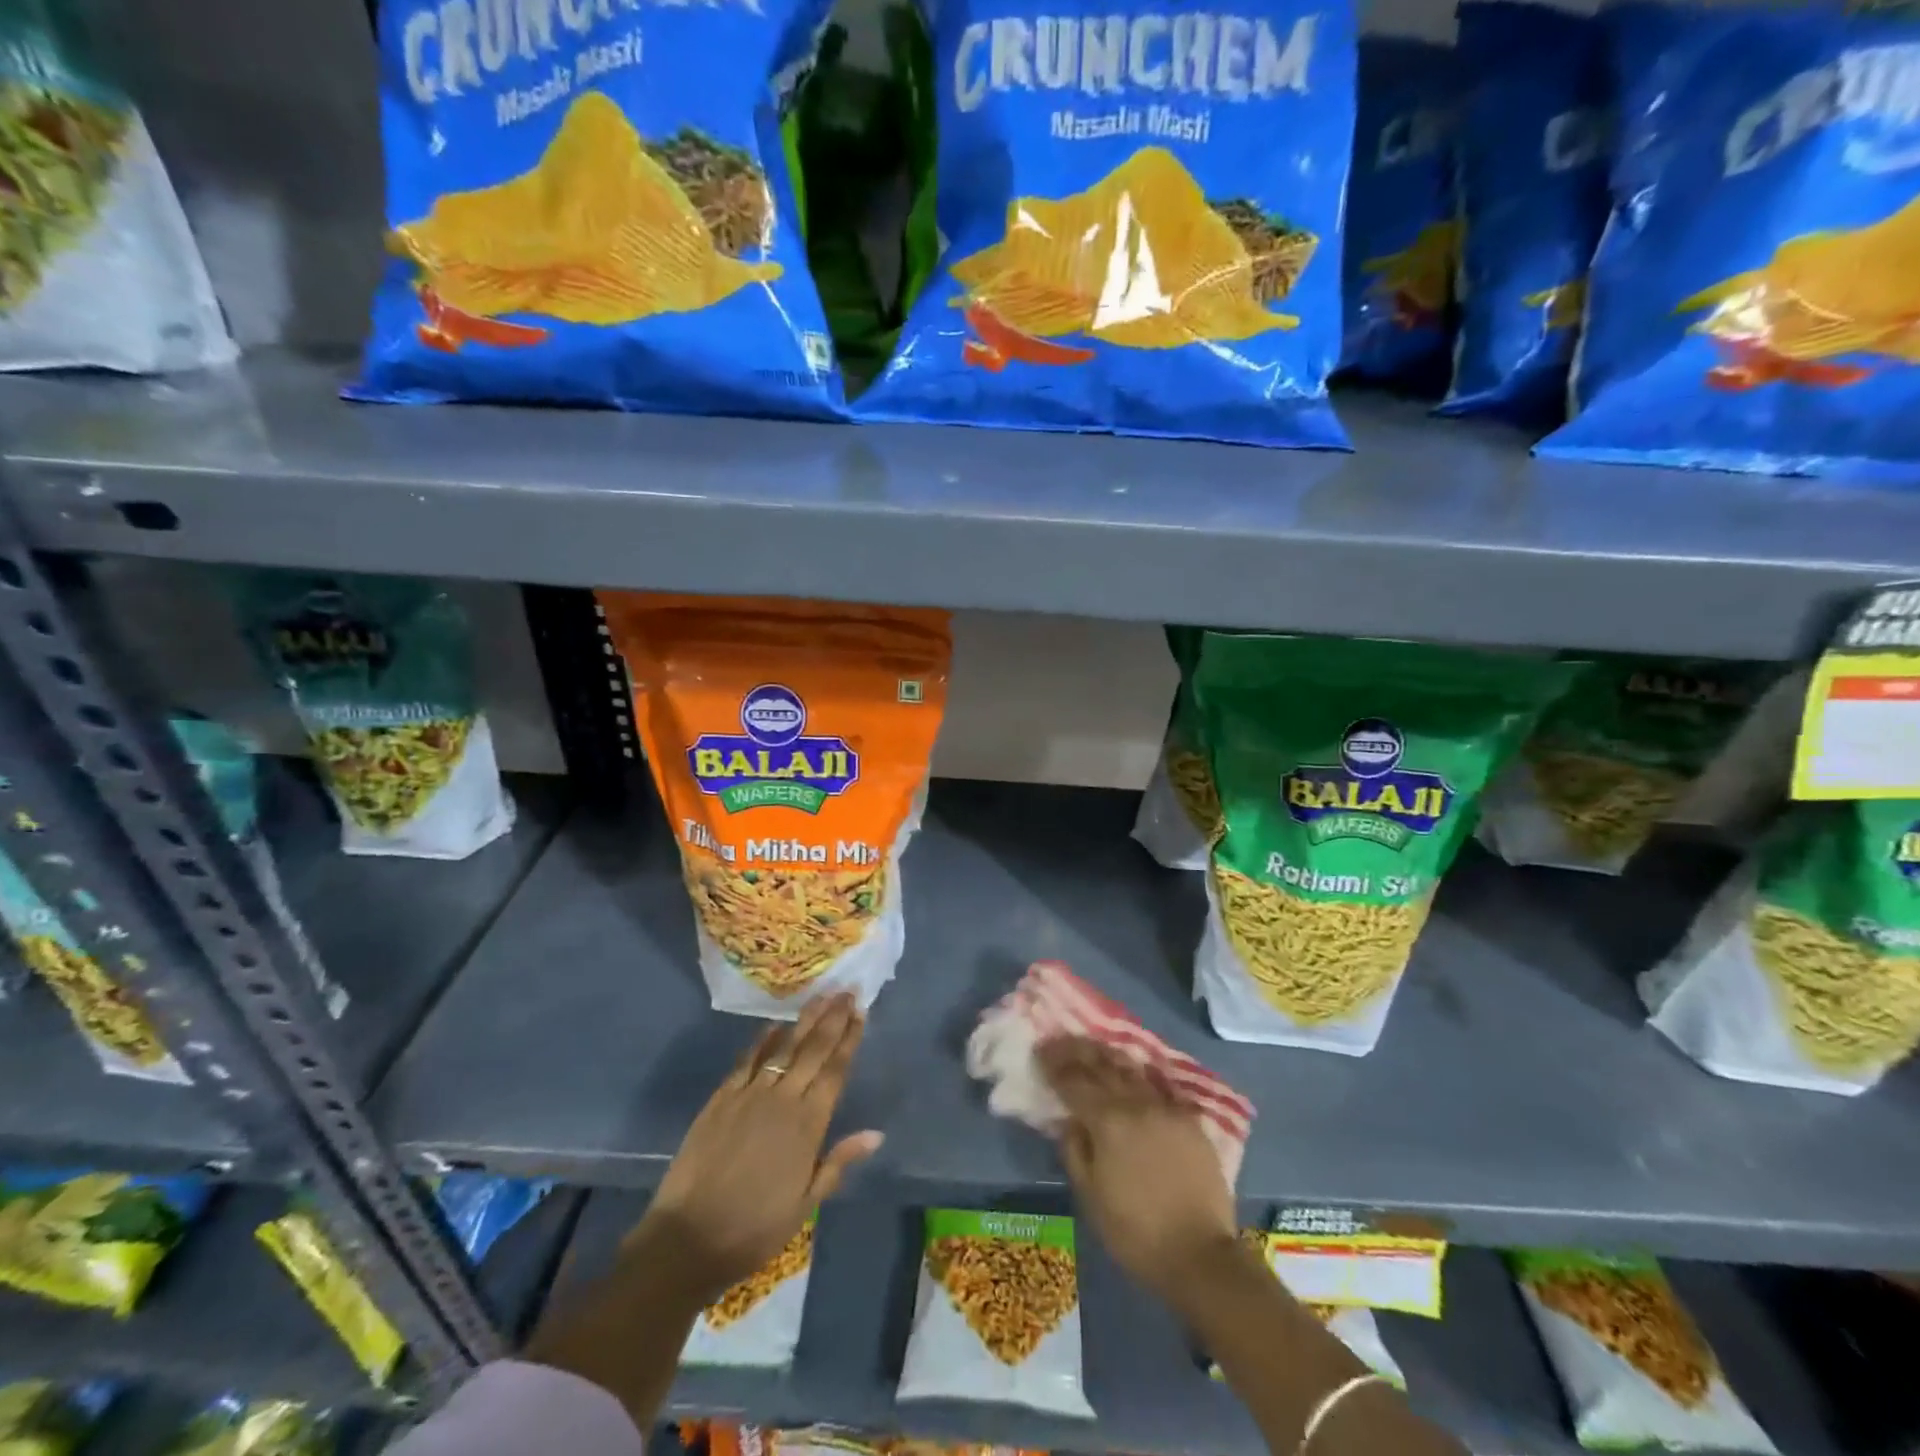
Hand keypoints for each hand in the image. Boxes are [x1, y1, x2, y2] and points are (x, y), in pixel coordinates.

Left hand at [628, 993, 882, 1304]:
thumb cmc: (754, 1228)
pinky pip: (747, 1059)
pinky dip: (762, 1039)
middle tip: (847, 991)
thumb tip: (876, 1133)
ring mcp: (749, 1094)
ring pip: (783, 1046)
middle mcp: (783, 1099)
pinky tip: (774, 1024)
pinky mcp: (721, 1097)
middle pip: (813, 1049)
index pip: (835, 1071)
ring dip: (804, 1020)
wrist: (689, 1239)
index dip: (849, 1039)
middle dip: (833, 1018)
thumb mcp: (805, 1204)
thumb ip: (838, 1162)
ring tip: (820, 996)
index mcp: (808, 1125)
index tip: (861, 1012)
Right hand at [1038, 1036, 1240, 1308]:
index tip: (1040, 1049)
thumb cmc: (1136, 1232)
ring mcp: (1165, 1107)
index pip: (1073, 1080)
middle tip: (1062, 1040)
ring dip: (1108, 1055)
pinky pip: (1158, 1086)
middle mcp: (1135, 1103)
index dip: (1054, 1064)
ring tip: (1093, 1047)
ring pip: (1131, 1069)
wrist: (1200, 1254)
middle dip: (1078, 1050)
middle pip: (1102, 1065)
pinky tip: (1134, 1072)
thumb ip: (1074, 1151)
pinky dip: (1139, 1075)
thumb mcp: (1090, 1197)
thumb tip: (1068, 1120)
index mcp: (1107, 1121)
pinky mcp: (1189, 1119)